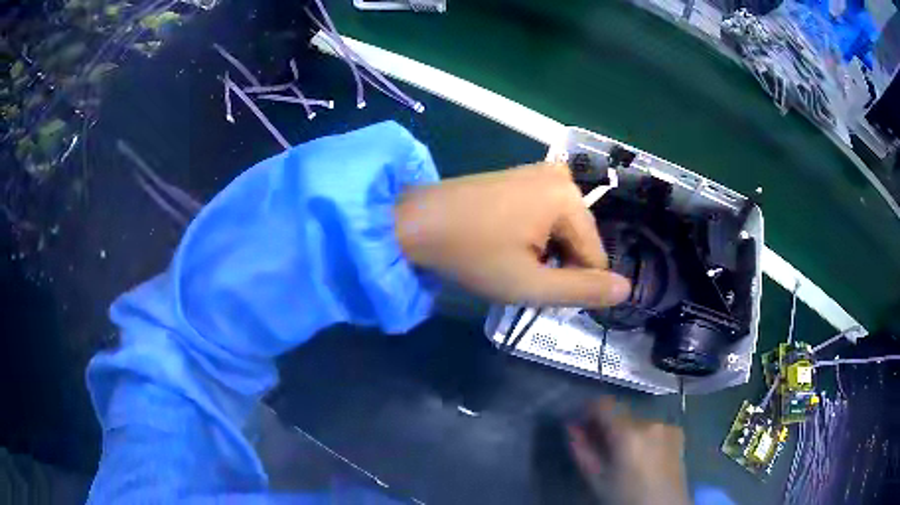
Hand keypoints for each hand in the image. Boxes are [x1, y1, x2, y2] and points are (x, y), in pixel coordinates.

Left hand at [395, 162, 630, 307]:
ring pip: (562, 230)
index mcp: (568, 198)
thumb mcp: (530, 283)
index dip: (571, 282)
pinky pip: (545, 215)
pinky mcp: (520, 177)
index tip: (535, 286)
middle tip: (517, 272)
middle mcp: (560, 177)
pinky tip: (505, 241)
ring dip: (544, 253)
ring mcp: (538, 172)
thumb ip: (582, 290)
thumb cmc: (471, 255)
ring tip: (508, 258)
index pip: (596, 257)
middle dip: (557, 264)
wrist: (414, 223)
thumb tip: (627, 289)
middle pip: (580, 240)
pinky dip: (532, 236)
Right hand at [568, 398, 688, 504]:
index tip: (582, 423)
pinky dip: (642, 436)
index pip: (604, 404)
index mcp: (627, 433)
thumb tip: (571, 427)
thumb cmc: (625, 497)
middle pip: (621, 413)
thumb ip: (582, 451)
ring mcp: (666, 425)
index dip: (589, 409)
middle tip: (599, 446)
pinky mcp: (677, 431)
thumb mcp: (597, 479)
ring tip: (622, 455)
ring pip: (636, 420)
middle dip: (607, 426)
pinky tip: (642, 456)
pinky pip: (652, 427)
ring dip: (626, 431)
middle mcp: (649, 422)